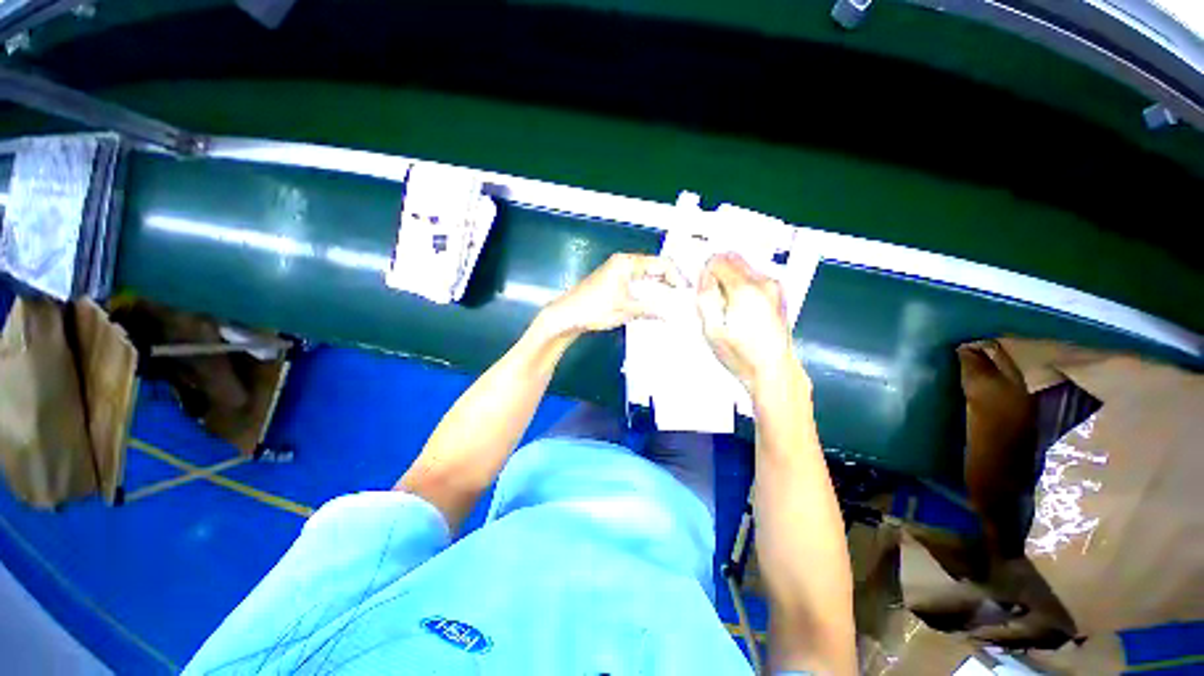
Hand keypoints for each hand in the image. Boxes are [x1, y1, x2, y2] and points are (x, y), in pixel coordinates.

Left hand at [539, 253, 683, 336]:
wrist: (567, 315)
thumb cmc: (594, 308)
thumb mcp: (626, 309)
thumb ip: (650, 310)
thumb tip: (668, 315)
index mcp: (627, 263)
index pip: (660, 263)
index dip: (676, 276)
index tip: (685, 291)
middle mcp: (623, 263)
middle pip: (654, 267)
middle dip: (669, 281)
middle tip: (682, 297)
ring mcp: (617, 271)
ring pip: (646, 275)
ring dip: (659, 287)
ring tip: (672, 301)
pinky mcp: (613, 281)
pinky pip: (637, 282)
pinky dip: (647, 291)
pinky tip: (654, 302)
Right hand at [696, 252, 800, 390]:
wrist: (774, 370)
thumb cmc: (740, 354)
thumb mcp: (712, 331)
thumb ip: (705, 298)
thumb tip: (704, 276)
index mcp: (744, 290)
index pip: (718, 261)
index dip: (706, 272)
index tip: (704, 290)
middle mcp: (762, 281)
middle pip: (733, 258)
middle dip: (719, 271)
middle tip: (714, 295)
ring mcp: (774, 286)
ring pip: (744, 266)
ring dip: (731, 277)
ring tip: (727, 304)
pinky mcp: (779, 293)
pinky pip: (754, 276)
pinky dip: (743, 283)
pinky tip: (741, 307)